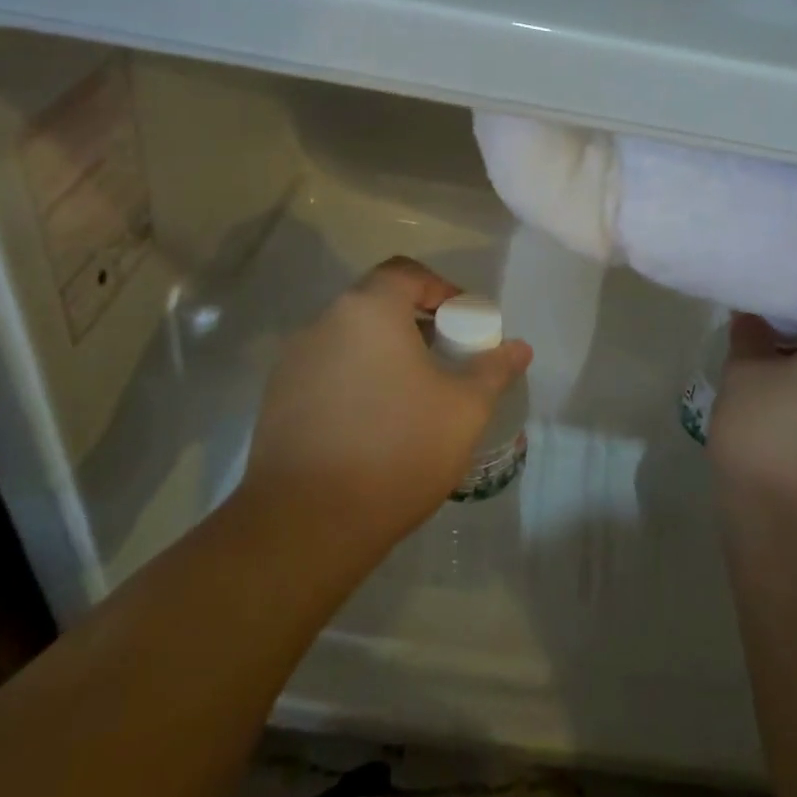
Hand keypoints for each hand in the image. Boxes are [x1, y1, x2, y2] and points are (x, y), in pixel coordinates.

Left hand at [239, 257, 532, 552]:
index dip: (442, 289)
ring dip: (385, 354)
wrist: (307, 523)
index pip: (406, 273)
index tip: (464, 324)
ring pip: (351, 340)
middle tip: (446, 361)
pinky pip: (328, 372)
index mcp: (368, 310)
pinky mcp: (277, 398)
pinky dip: (356, 380)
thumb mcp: (464, 408)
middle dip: (417, 325)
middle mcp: (324, 323)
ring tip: (414, 397)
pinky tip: (375, 424)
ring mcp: (293, 361)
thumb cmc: (398, 449)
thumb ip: (493, 369)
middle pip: (377, 304)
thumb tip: (519, 348)